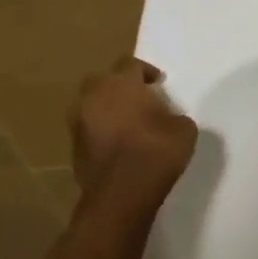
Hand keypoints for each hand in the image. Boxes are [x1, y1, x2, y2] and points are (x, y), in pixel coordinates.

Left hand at [68, 57, 198, 220]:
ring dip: (107, 108)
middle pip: (104, 80)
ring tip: (128, 122)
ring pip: (92, 104)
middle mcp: (94, 96)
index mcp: (121, 84)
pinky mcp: (73, 146)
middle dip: (120, 85)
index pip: (130, 63)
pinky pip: (88, 127)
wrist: (121, 195)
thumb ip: (173, 115)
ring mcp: (78, 122)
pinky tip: (119, 143)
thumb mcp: (184, 129)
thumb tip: (165, 119)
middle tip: (139, 98)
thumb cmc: (157, 152)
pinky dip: (101, 130)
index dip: (146, 71)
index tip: (159, 83)